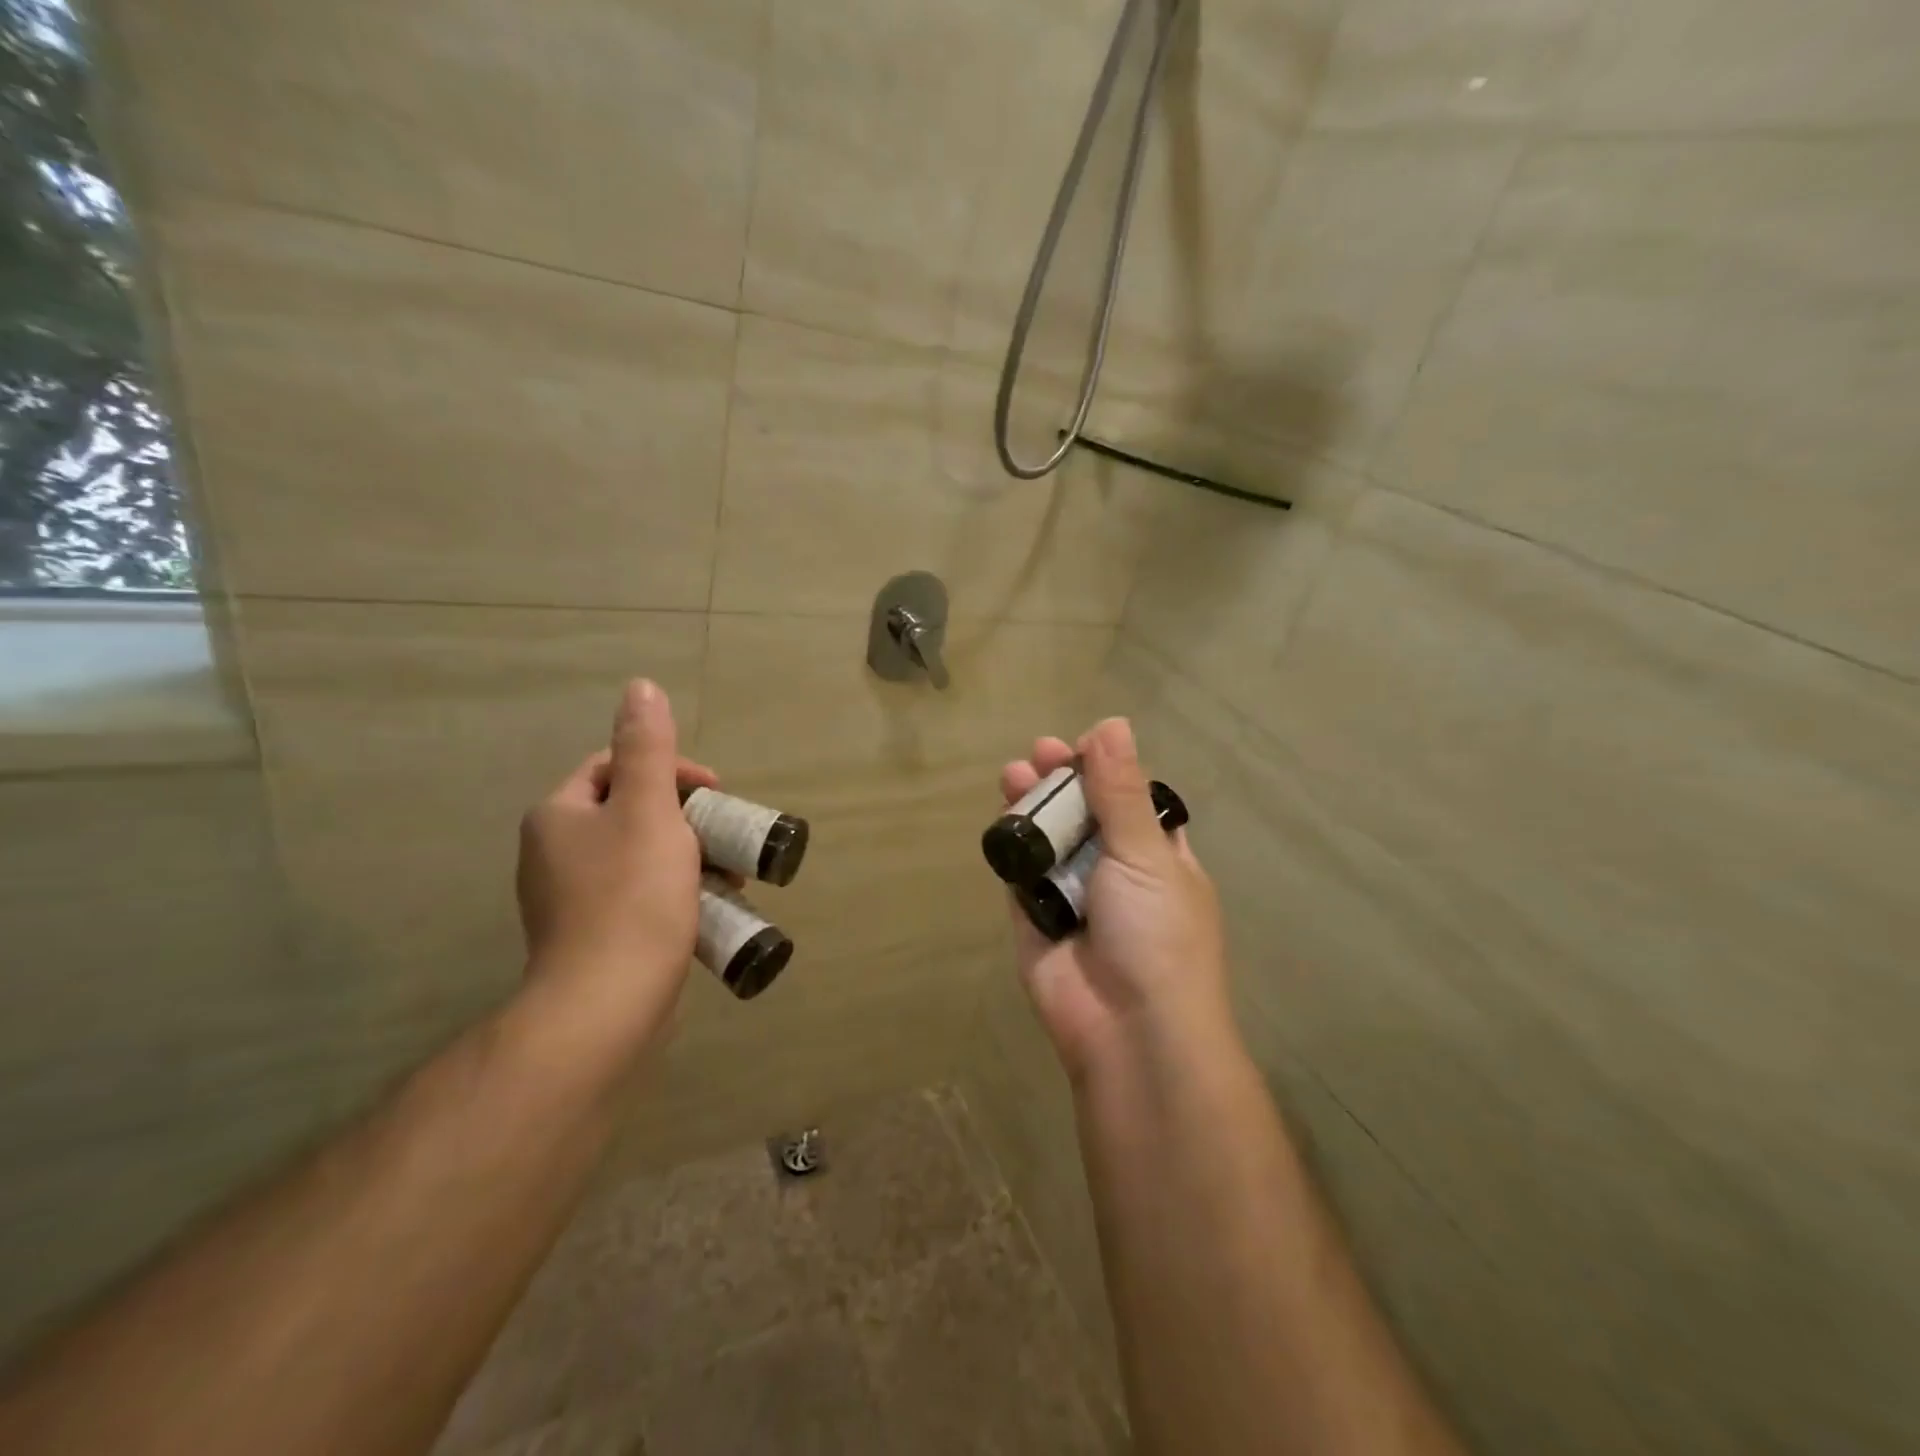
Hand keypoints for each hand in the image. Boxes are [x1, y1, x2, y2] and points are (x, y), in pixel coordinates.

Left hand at [516, 679, 711, 1053]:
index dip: (671, 770)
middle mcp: (553, 852)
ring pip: (638, 855)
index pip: (615, 767)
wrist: (606, 1003)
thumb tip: (640, 687)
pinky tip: (702, 908)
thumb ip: (648, 749)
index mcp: (558, 815)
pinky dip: (671, 890)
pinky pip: (636, 894)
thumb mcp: (649, 809)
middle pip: (630, 812)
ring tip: (726, 875)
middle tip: (724, 837)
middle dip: (685, 817)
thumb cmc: (633, 896)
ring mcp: (567, 899)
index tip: (715, 793)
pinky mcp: (589, 935)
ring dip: (685, 855)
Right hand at [1000, 718, 1233, 1081]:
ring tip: (1013, 774)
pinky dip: (1012, 848)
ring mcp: (1074, 896)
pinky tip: (1002, 820)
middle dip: (1062, 782)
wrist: (1130, 1031)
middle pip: (1084, 815)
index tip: (1081, 743)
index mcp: (1158, 858)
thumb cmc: (1156, 934)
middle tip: (1038, 752)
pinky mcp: (1036, 920)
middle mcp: (1116, 872)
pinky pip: (1021, 876)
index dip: (1107, 770)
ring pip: (1048, 841)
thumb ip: (1121, 792)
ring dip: (1032, 807)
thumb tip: (1111, 724)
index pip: (1132, 800)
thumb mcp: (1145, 854)